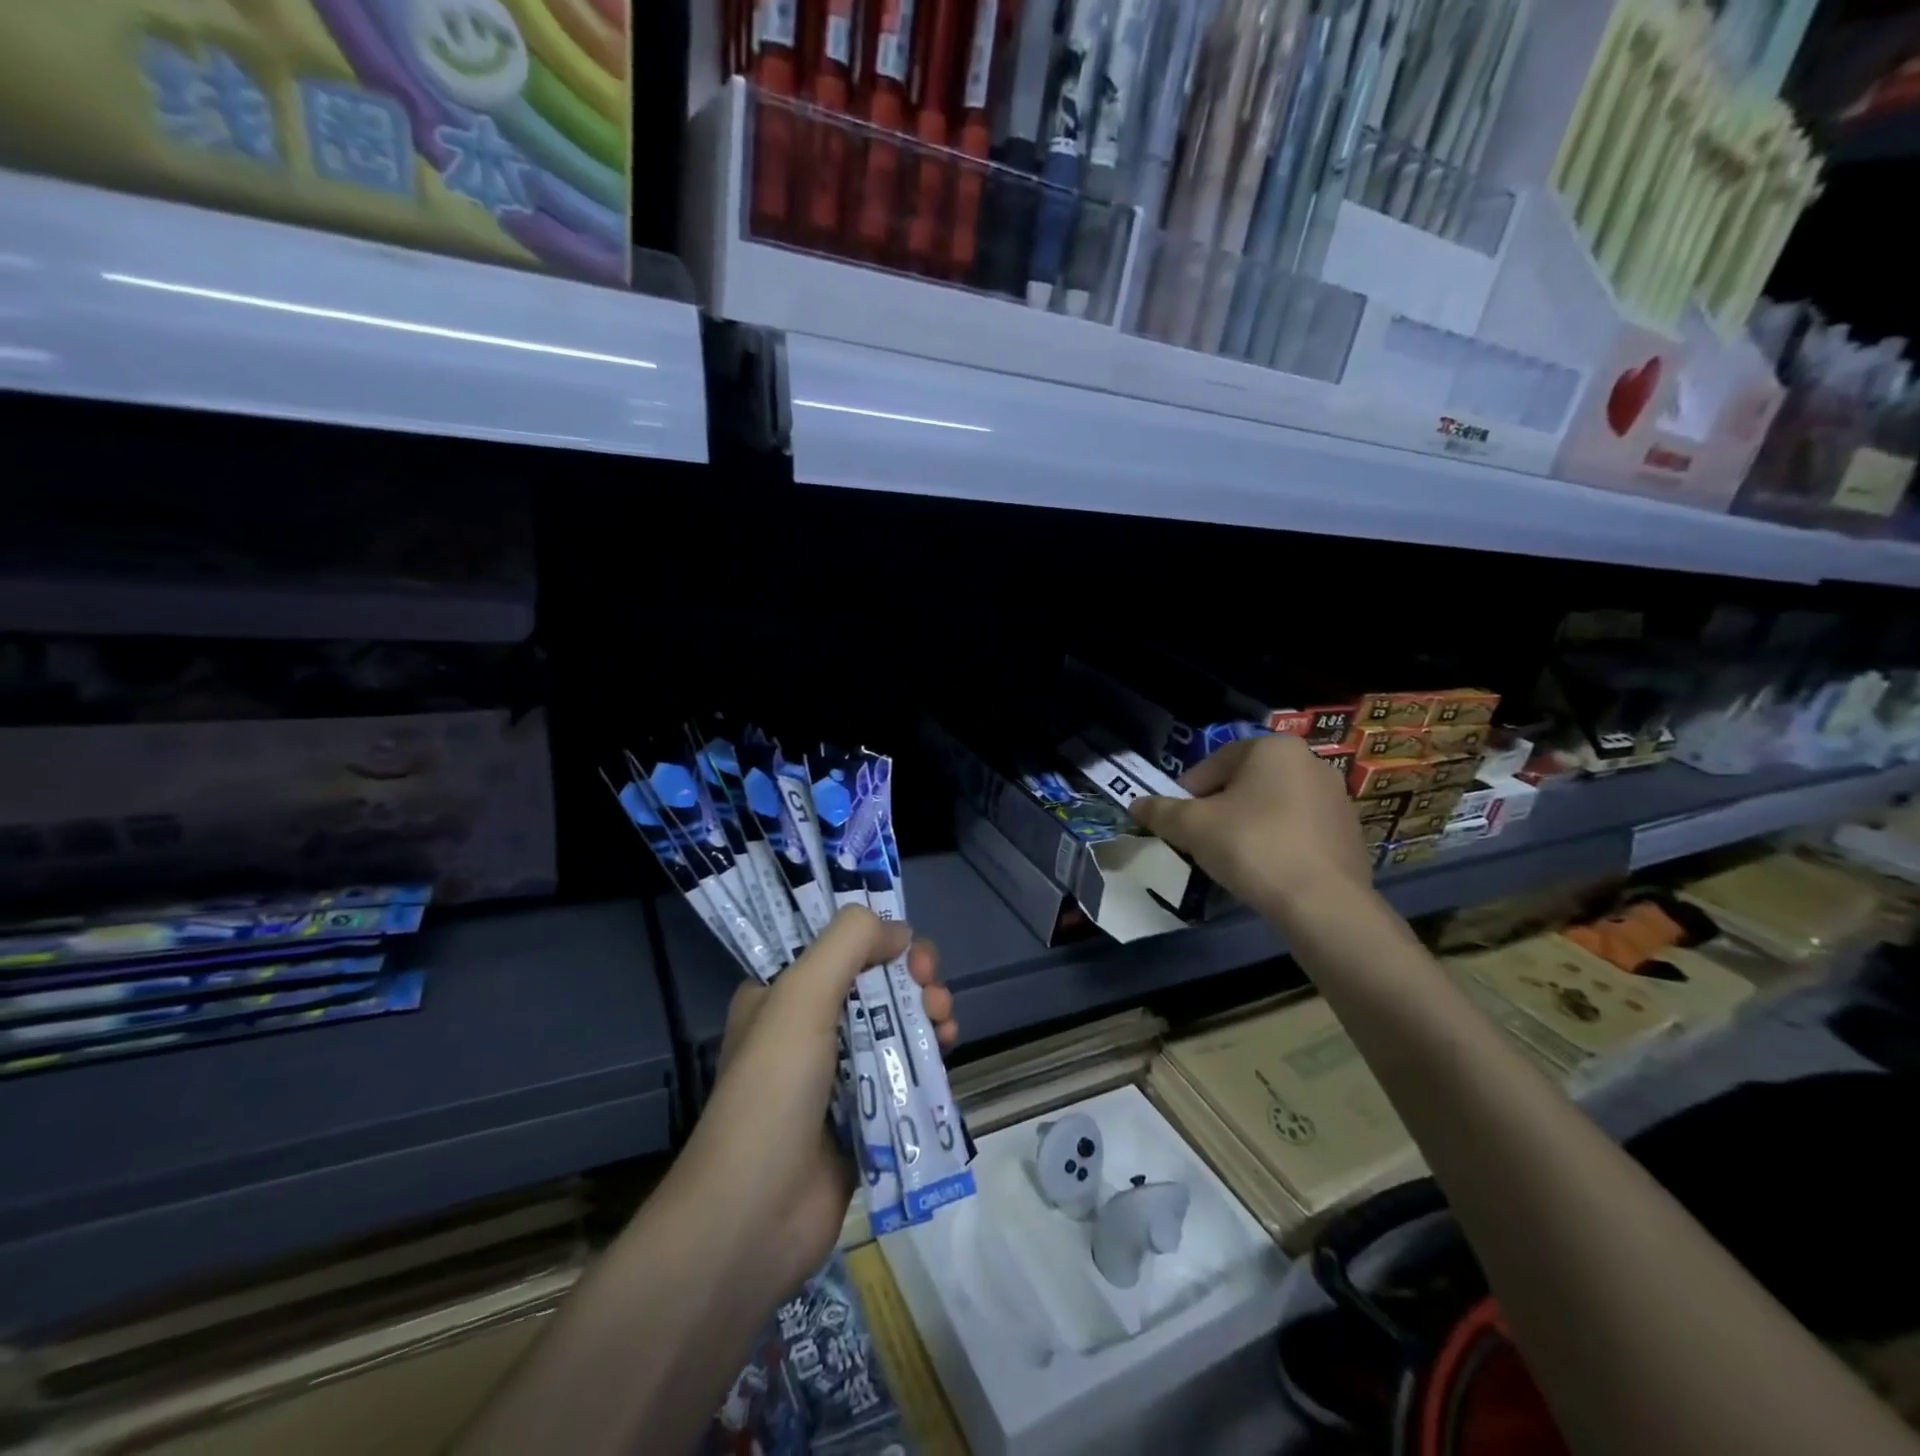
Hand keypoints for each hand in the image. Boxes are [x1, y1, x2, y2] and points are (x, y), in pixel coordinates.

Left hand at [682, 907, 957, 1304]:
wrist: (755, 1215)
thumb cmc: (773, 1090)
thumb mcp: (802, 995)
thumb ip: (849, 943)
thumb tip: (898, 931)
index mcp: (780, 995)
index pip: (836, 948)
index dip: (877, 940)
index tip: (908, 949)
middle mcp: (806, 1028)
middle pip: (873, 984)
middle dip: (911, 976)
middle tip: (932, 985)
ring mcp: (835, 1076)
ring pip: (893, 1025)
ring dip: (926, 1012)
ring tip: (946, 1020)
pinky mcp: (863, 1116)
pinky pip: (902, 1071)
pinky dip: (928, 1054)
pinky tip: (948, 1050)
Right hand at [1129, 735, 1371, 928]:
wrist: (1322, 903)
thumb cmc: (1251, 846)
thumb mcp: (1191, 826)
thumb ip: (1159, 811)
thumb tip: (1135, 805)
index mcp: (1273, 748)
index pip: (1213, 765)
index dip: (1186, 794)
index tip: (1175, 823)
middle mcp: (1310, 762)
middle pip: (1244, 784)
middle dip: (1219, 809)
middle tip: (1199, 841)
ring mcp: (1336, 798)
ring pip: (1273, 807)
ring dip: (1248, 826)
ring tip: (1231, 859)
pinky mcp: (1350, 833)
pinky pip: (1299, 831)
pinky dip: (1278, 843)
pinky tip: (1265, 871)